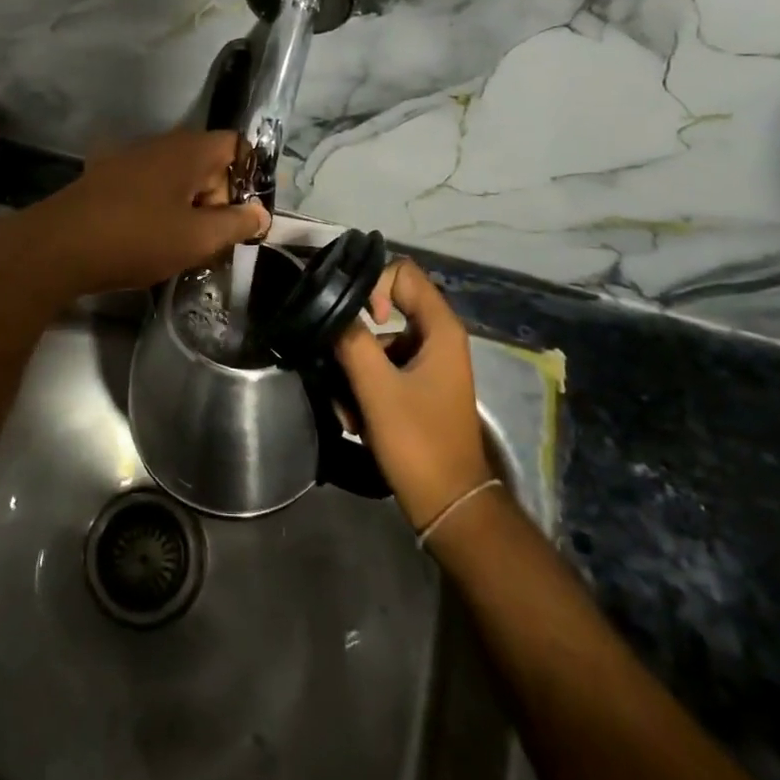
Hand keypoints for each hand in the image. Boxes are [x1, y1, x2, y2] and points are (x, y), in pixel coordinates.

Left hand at [20, 131, 268, 297]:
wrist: (58, 246)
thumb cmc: (137, 238)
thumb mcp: (197, 239)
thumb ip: (236, 224)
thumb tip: (261, 213)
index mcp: (188, 149)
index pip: (237, 145)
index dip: (249, 176)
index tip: (247, 214)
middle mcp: (160, 143)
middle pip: (207, 162)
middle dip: (218, 198)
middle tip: (213, 238)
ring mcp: (129, 157)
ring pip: (177, 177)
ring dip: (188, 206)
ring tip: (182, 244)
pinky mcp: (106, 176)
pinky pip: (149, 186)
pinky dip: (159, 206)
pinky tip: (148, 237)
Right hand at [335, 258, 493, 532]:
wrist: (449, 506)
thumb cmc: (418, 442)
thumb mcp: (377, 389)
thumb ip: (352, 341)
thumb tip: (329, 306)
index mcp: (440, 329)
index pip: (403, 273)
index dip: (374, 286)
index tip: (357, 319)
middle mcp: (438, 337)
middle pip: (388, 307)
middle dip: (357, 333)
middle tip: (336, 359)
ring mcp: (429, 363)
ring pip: (380, 342)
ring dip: (356, 367)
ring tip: (345, 406)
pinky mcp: (419, 386)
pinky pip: (385, 368)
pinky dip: (366, 386)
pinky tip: (354, 418)